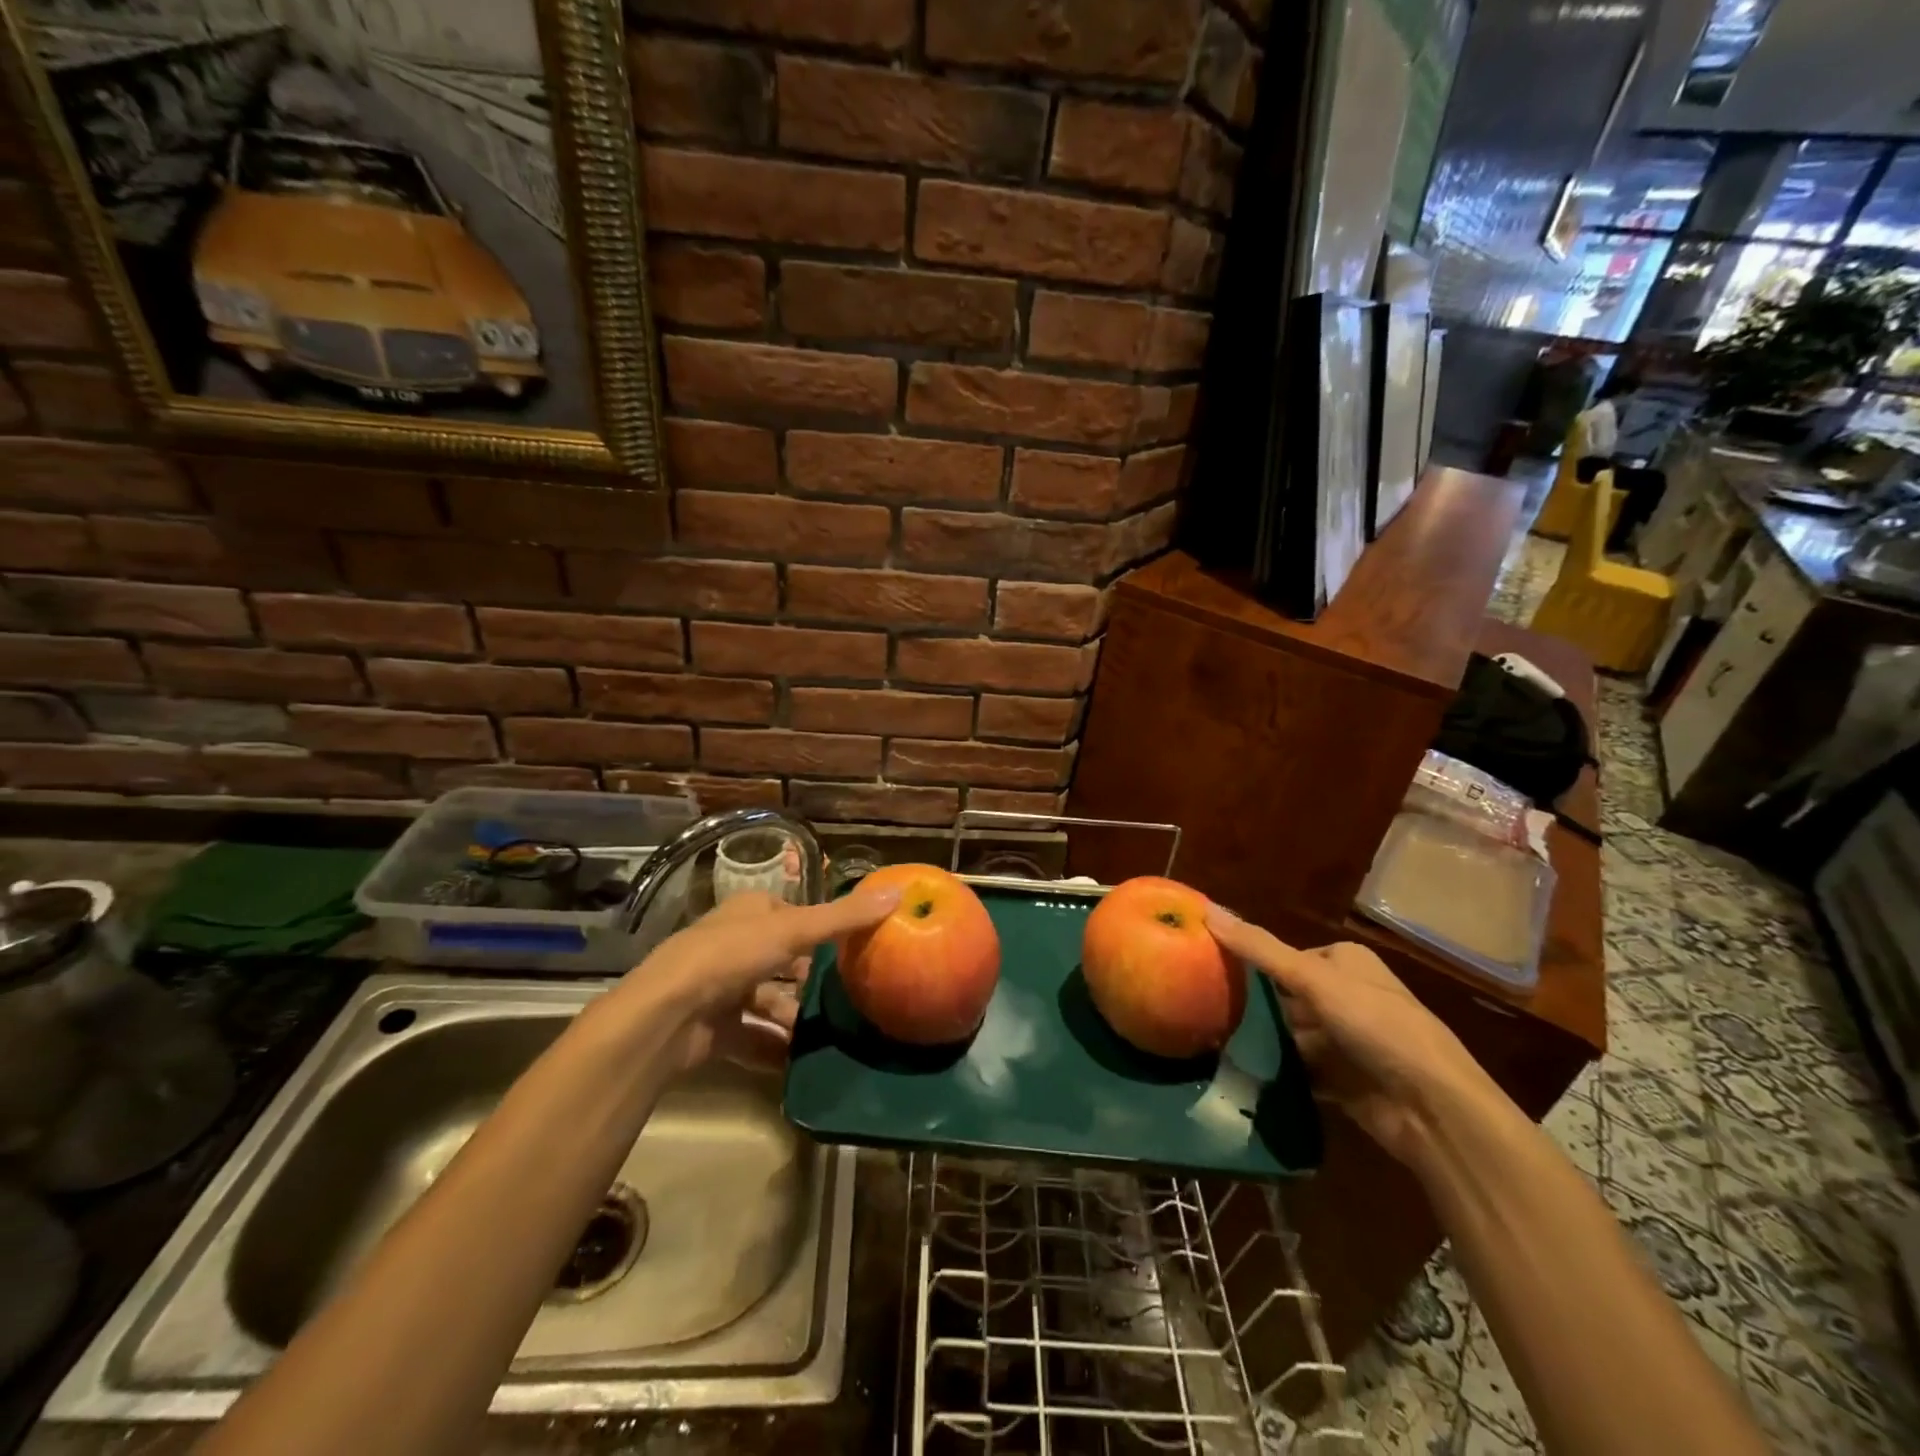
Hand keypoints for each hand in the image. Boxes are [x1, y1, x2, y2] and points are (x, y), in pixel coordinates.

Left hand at [632, 883, 899, 1072]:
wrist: (666, 1015)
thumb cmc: (730, 957)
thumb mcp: (793, 930)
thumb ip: (844, 917)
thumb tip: (898, 893)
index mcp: (747, 913)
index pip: (789, 914)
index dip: (817, 929)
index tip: (849, 949)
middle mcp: (731, 945)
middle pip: (780, 960)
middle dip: (808, 979)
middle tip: (843, 996)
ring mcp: (718, 988)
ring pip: (767, 1001)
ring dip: (793, 1016)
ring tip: (825, 1033)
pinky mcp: (712, 1029)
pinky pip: (752, 1037)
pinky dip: (773, 1047)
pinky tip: (799, 1060)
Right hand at [1205, 906, 1496, 1164]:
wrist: (1434, 1109)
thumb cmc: (1376, 1026)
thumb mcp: (1312, 978)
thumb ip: (1259, 948)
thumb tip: (1206, 910)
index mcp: (1347, 962)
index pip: (1287, 955)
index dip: (1252, 961)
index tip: (1211, 969)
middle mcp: (1348, 996)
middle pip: (1287, 996)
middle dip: (1253, 1005)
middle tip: (1203, 1007)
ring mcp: (1347, 1040)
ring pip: (1291, 1034)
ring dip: (1262, 1041)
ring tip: (1213, 1041)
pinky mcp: (1344, 1080)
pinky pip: (1300, 1069)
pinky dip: (1277, 1072)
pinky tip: (1241, 1073)